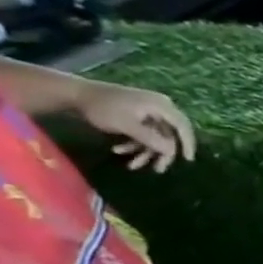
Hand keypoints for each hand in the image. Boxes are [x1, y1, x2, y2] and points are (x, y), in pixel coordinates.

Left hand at [76, 82, 195, 171]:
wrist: (75, 94)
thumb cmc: (102, 107)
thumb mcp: (126, 125)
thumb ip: (150, 139)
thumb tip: (172, 152)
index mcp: (162, 106)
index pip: (183, 126)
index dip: (188, 143)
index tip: (187, 160)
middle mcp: (160, 108)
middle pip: (170, 134)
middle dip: (161, 153)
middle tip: (157, 169)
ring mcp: (149, 112)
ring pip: (156, 136)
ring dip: (145, 151)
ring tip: (132, 166)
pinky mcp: (139, 116)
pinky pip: (145, 133)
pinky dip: (134, 144)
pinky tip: (118, 150)